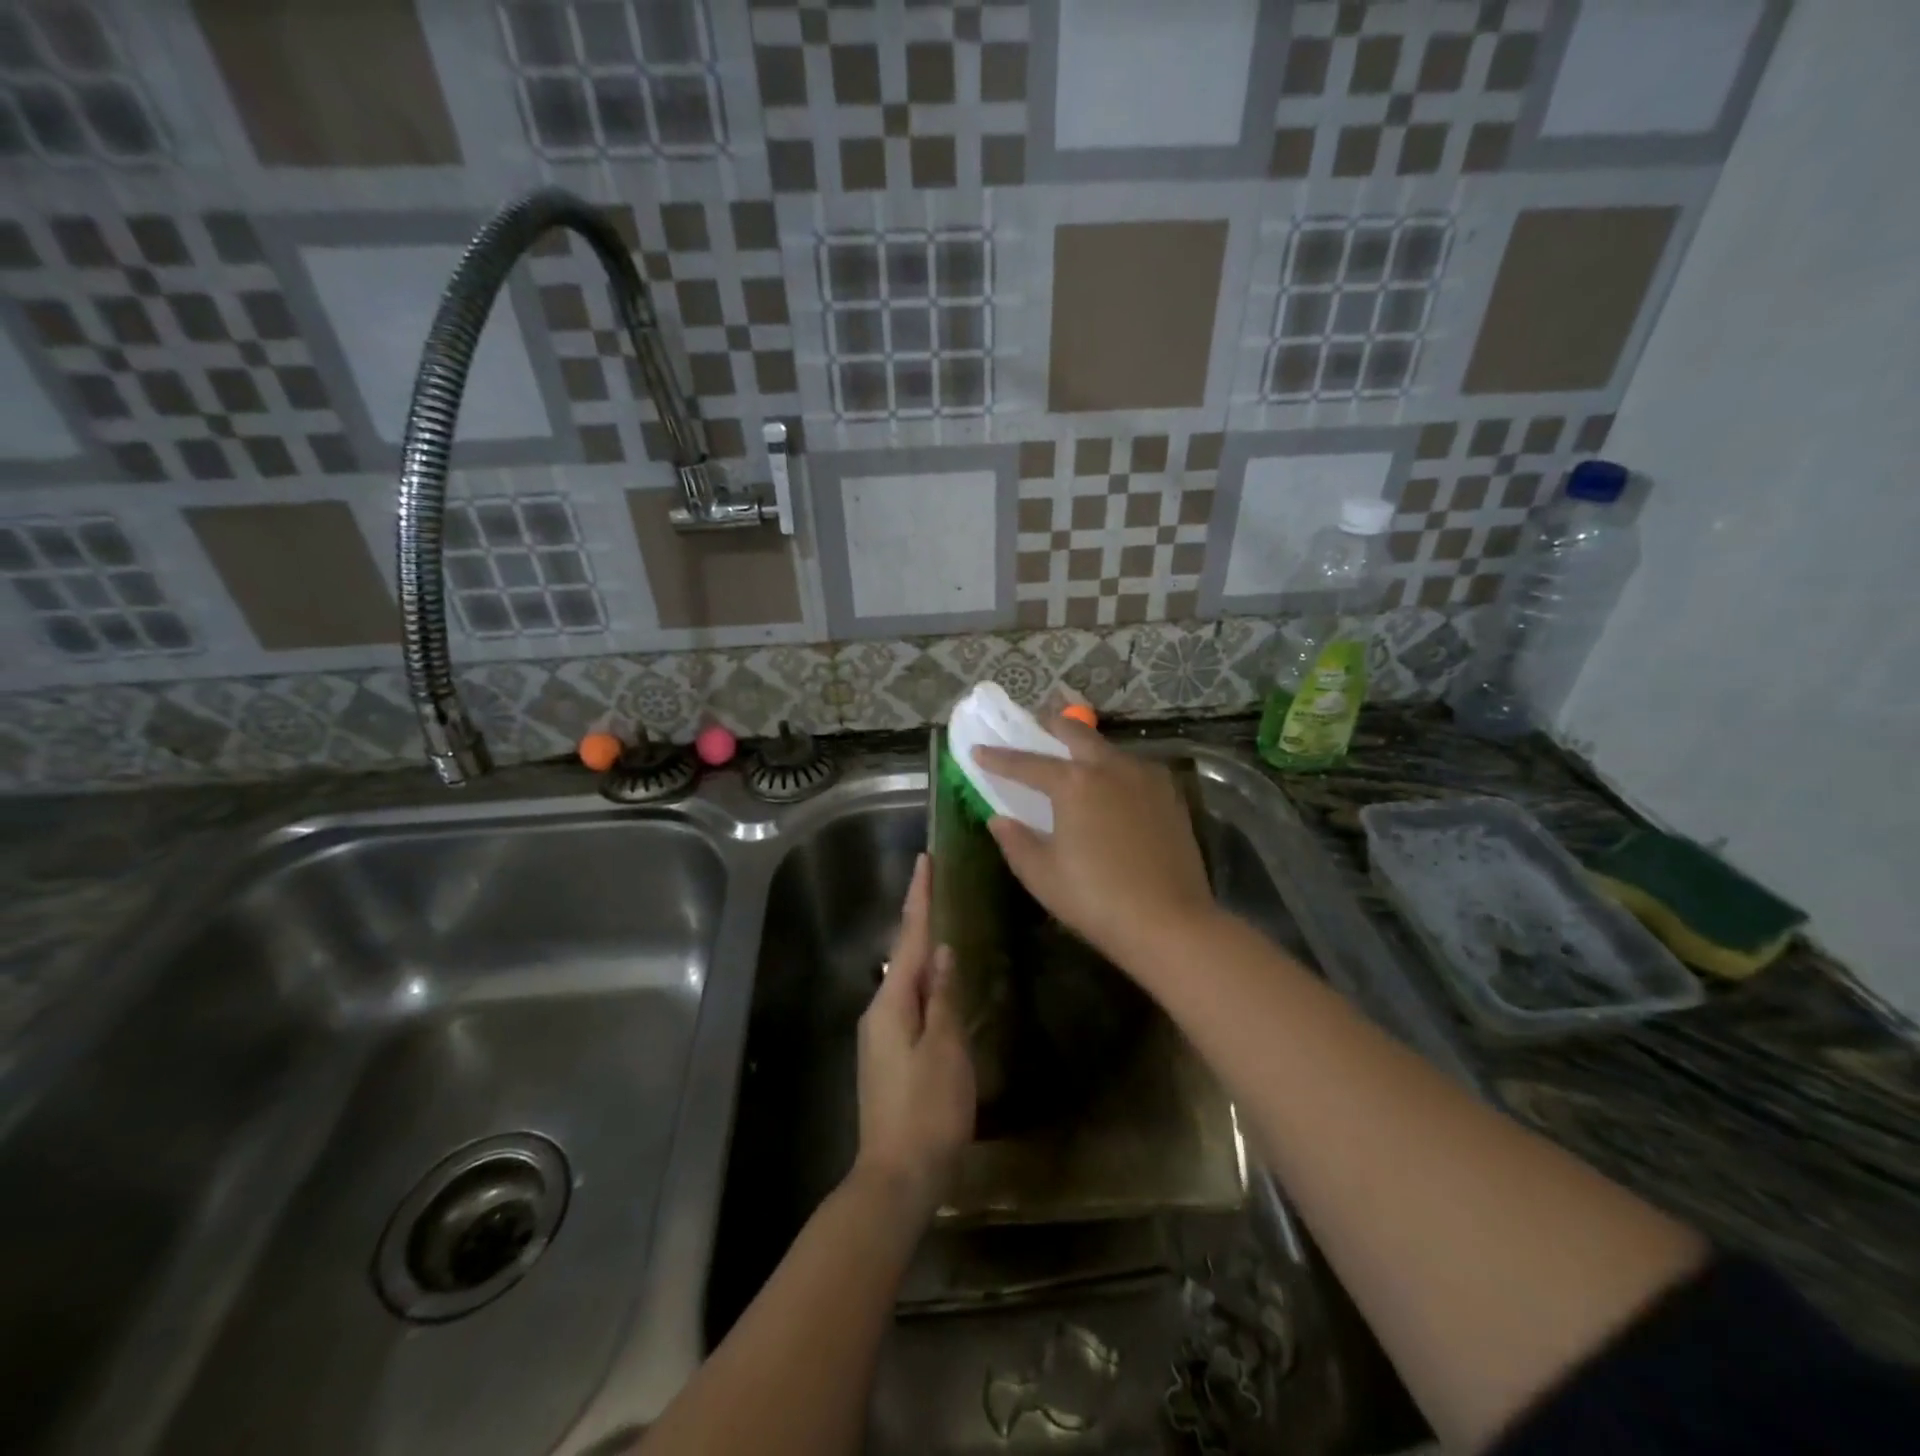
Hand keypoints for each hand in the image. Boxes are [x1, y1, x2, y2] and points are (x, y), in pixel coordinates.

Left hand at [854, 853, 975, 1218]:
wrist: (895, 1178)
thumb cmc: (927, 1111)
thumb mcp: (946, 1050)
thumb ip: (944, 997)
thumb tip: (943, 951)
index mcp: (892, 1003)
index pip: (909, 937)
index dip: (919, 898)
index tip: (924, 861)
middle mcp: (879, 1011)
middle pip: (904, 955)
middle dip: (920, 919)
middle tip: (939, 887)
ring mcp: (880, 1035)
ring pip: (906, 980)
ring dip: (922, 952)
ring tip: (944, 926)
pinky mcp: (888, 1056)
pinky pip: (908, 1003)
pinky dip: (925, 983)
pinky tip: (940, 985)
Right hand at [977, 718, 1217, 973]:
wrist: (1170, 923)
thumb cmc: (1096, 899)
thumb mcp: (1042, 875)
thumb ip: (1016, 841)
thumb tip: (1000, 819)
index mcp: (1073, 783)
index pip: (1026, 763)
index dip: (999, 758)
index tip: (978, 750)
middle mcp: (1110, 767)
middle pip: (1075, 733)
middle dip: (1049, 726)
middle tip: (1033, 726)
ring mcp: (1146, 778)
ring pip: (1108, 748)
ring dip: (1084, 746)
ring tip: (1070, 757)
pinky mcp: (1170, 795)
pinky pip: (1133, 768)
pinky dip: (1112, 767)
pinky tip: (1110, 786)